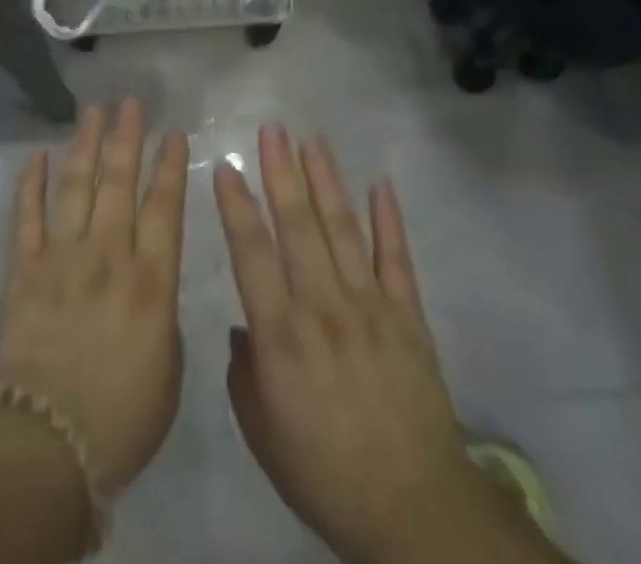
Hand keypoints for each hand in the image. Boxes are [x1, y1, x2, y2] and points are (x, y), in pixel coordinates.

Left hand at [0, 99, 188, 492]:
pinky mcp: (25, 269)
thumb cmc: (122, 419)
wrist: (48, 443)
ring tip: (93, 111)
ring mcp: (63, 257)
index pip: (163, 207)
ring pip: (77, 186)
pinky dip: (30, 184)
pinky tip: (36, 156)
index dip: (169, 167)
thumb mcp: (168, 371)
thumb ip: (162, 317)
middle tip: (131, 103)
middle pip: (119, 182)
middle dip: (128, 138)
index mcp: (151, 280)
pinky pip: (27, 216)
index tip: (173, 133)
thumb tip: (150, 287)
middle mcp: (109, 255)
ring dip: (86, 145)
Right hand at [216, 126, 508, 563]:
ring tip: (312, 140)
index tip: (226, 165)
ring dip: (326, 181)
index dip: (236, 205)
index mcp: (282, 336)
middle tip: (272, 129)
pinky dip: (389, 220)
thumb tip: (243, 328)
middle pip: (299, 226)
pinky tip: (380, 183)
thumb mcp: (263, 434)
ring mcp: (370, 307)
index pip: (252, 253)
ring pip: (343, 229)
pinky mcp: (408, 317)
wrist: (414, 511)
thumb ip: (244, 375)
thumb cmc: (325, 474)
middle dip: (282, 172)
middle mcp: (323, 307)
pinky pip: (397, 259)